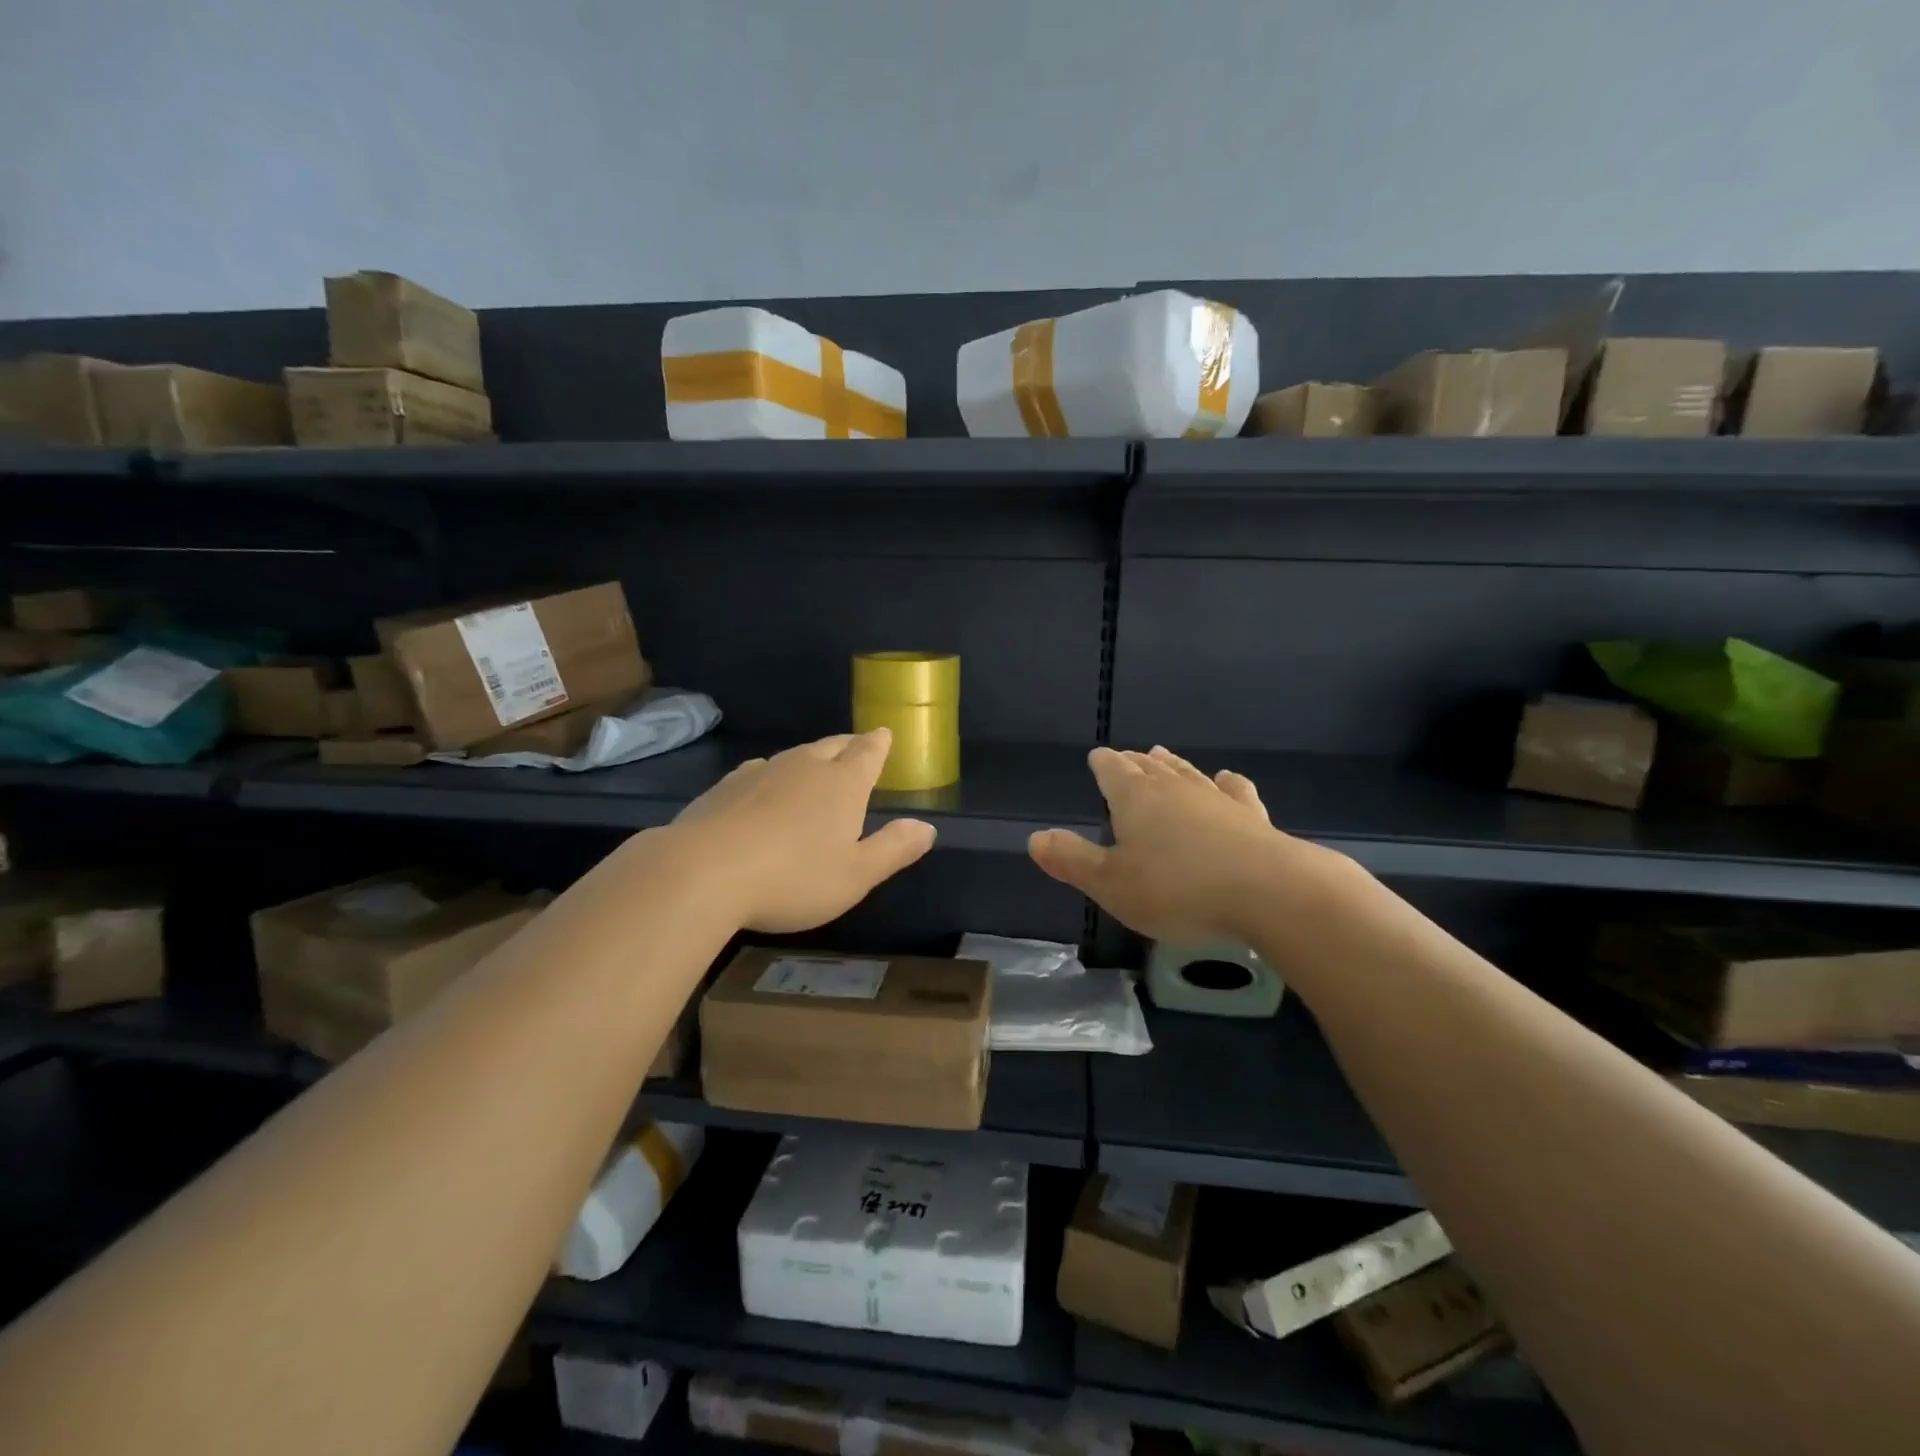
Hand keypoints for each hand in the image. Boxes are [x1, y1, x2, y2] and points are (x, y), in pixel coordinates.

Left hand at [670, 728, 936, 931]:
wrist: (702, 872)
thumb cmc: (792, 878)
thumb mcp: (855, 875)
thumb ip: (894, 849)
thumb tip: (927, 827)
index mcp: (842, 784)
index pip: (867, 754)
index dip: (879, 744)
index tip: (884, 733)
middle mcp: (804, 768)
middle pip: (832, 746)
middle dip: (849, 745)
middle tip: (857, 745)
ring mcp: (761, 773)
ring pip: (794, 755)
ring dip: (810, 758)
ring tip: (816, 764)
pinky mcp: (725, 787)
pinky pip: (759, 771)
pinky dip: (772, 774)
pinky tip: (764, 784)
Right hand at [1030, 745, 1339, 943]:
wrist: (1269, 892)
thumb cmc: (1177, 889)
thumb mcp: (1111, 884)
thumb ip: (1071, 860)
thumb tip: (1035, 837)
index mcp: (1135, 797)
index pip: (1111, 769)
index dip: (1101, 763)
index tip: (1096, 758)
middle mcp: (1174, 788)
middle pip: (1148, 766)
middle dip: (1133, 762)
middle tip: (1125, 758)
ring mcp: (1216, 799)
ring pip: (1186, 773)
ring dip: (1171, 764)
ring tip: (1161, 755)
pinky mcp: (1252, 817)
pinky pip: (1234, 791)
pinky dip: (1225, 783)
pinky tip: (1226, 779)